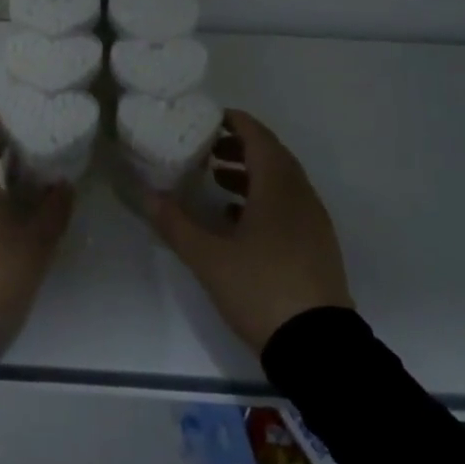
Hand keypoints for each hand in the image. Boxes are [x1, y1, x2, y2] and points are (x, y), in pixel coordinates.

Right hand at [148, 110, 353, 354]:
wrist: (318, 346)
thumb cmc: (261, 289)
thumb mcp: (209, 258)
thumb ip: (176, 224)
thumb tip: (146, 194)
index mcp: (278, 187)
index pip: (259, 138)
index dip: (237, 122)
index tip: (211, 117)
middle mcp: (301, 195)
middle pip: (272, 156)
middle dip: (240, 147)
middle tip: (207, 148)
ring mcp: (313, 222)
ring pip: (282, 182)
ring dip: (252, 173)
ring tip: (217, 180)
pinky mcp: (317, 245)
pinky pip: (289, 205)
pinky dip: (264, 198)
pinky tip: (238, 218)